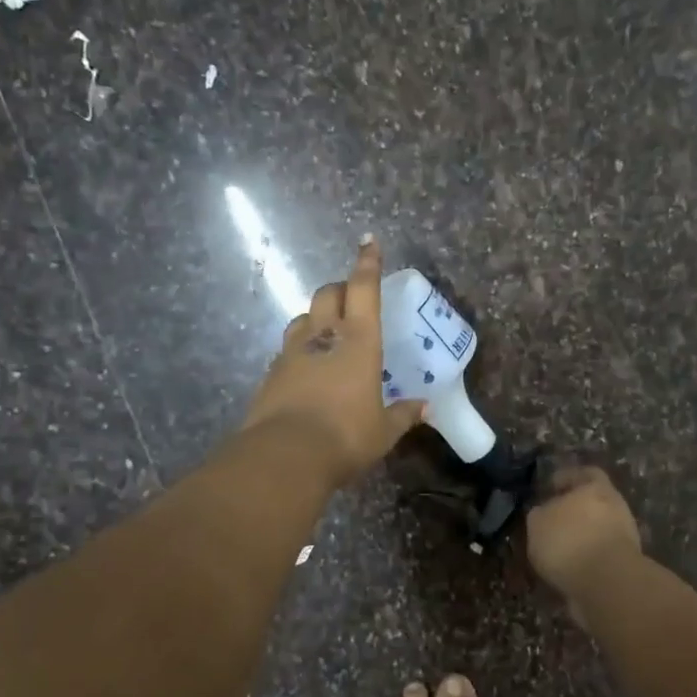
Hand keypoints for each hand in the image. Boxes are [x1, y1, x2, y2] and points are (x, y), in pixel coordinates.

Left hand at [242, 237, 426, 486]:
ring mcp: (292, 352)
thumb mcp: (384, 431)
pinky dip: (300, 349)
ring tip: (327, 331)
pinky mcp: (271, 373)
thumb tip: (425, 408)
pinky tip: (307, 367)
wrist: (285, 455)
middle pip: (327, 294)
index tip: (368, 241)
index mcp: (358, 340)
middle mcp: (323, 336)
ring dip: (316, 316)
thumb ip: (404, 415)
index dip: (367, 263)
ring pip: (302, 317)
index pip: (363, 289)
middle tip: (351, 298)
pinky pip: (287, 349)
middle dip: (340, 289)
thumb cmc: (346, 436)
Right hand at [525, 466, 642, 598]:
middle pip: (592, 503)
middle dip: (573, 512)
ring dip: (579, 538)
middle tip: (551, 522)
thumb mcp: (538, 523)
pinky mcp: (624, 564)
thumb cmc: (568, 541)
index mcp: (596, 487)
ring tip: (555, 552)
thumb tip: (543, 513)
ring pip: (597, 530)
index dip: (566, 479)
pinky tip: (567, 570)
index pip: (584, 473)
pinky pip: (599, 556)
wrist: (606, 583)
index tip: (550, 488)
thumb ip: (540, 514)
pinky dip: (585, 560)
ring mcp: (624, 536)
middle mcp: (614, 506)